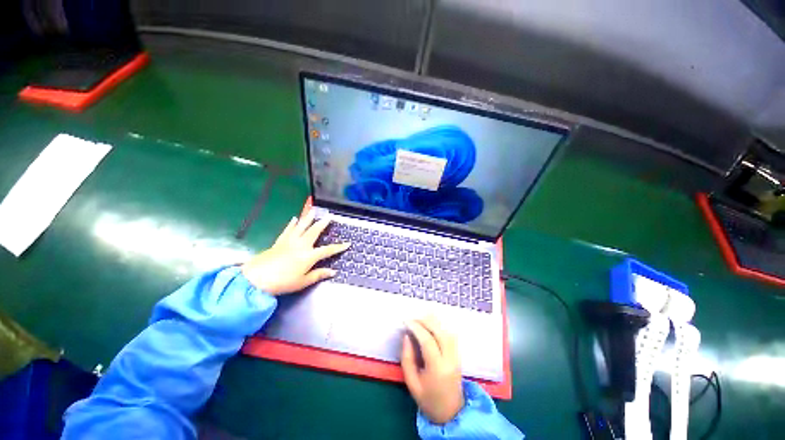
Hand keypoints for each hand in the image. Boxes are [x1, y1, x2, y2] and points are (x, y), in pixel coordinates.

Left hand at [241, 210, 348, 294]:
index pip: (328, 250)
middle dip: (323, 224)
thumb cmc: (282, 282)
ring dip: (308, 218)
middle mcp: (301, 245)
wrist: (256, 279)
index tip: (348, 243)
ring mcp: (289, 242)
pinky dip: (291, 224)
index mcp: (309, 256)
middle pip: (314, 231)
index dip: (339, 247)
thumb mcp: (303, 282)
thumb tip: (333, 272)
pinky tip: (294, 219)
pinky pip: (287, 230)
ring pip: (301, 227)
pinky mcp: (279, 242)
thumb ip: (318, 275)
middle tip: (329, 216)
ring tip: (313, 211)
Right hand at [401, 316, 464, 424]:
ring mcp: (456, 356)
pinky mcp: (458, 355)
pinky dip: (440, 326)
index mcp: (437, 368)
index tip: (406, 321)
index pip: (427, 341)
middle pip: (439, 332)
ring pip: (447, 331)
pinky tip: (432, 324)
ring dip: (434, 322)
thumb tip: (406, 336)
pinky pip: (451, 335)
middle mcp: (450, 359)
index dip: (416, 328)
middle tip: (412, 318)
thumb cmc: (428, 400)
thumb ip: (407, 359)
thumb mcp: (412, 383)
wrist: (451, 413)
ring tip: (420, 318)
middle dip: (425, 321)